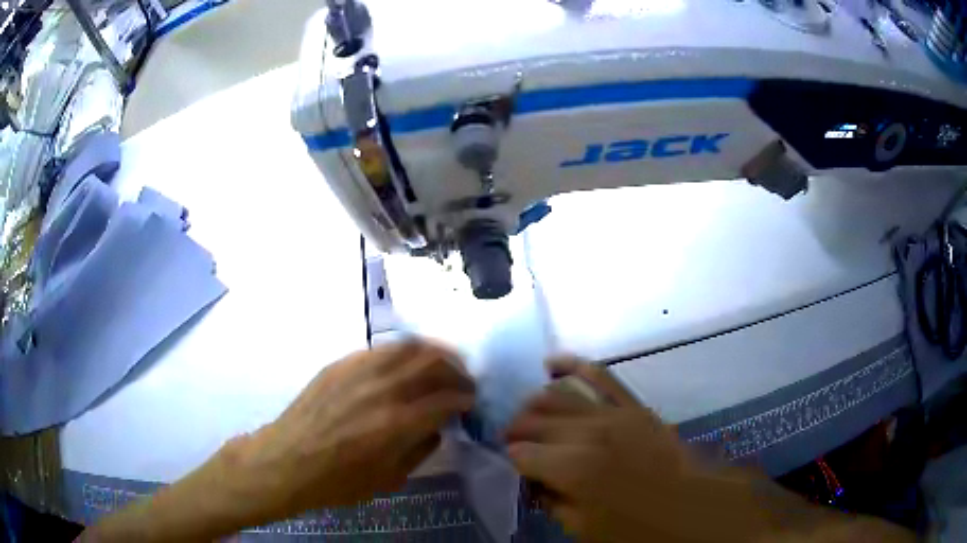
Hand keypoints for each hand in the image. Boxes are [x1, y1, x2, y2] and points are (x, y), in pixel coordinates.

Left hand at [224, 341, 475, 520]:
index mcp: (398, 424)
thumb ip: (420, 451)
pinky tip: (408, 360)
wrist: (288, 460)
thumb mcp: (389, 479)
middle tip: (463, 381)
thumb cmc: (338, 481)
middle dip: (457, 371)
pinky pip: (382, 348)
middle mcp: (383, 389)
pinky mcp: (342, 364)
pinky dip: (405, 350)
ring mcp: (360, 371)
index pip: (446, 400)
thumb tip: (436, 428)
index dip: (465, 399)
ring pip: (409, 347)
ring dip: (434, 352)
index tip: (471, 402)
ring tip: (443, 362)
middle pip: (433, 364)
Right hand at [505, 358, 762, 542]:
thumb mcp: (586, 530)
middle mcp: (589, 433)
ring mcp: (614, 413)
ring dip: (535, 403)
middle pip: (536, 420)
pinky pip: (601, 375)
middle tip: (513, 444)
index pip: (522, 453)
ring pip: (559, 395)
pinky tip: (552, 362)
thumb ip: (553, 502)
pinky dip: (574, 365)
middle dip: (517, 430)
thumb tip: (534, 481)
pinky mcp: (634, 405)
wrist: (698, 509)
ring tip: (525, 415)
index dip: (514, 461)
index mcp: (574, 469)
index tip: (516, 471)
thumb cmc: (640, 530)